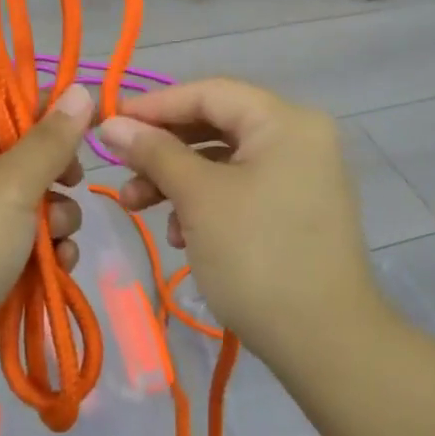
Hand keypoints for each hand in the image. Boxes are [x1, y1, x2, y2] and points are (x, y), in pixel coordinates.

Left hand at [0, 83, 92, 370]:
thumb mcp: (14, 184)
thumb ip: (52, 140)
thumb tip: (80, 89)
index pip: (13, 104)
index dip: (54, 110)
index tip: (93, 126)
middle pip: (28, 155)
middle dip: (58, 177)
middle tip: (69, 188)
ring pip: (31, 202)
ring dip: (56, 220)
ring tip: (56, 245)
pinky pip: (21, 240)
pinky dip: (41, 250)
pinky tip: (55, 268)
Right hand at [96, 78, 381, 364]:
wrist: (325, 343)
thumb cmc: (257, 256)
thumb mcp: (198, 197)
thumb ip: (153, 152)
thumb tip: (110, 124)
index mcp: (285, 121)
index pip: (209, 92)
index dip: (155, 105)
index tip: (109, 124)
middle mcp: (299, 138)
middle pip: (216, 125)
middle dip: (162, 149)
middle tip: (120, 169)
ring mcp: (301, 176)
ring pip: (223, 161)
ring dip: (176, 180)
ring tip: (136, 207)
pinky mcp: (295, 211)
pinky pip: (240, 189)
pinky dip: (204, 203)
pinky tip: (178, 236)